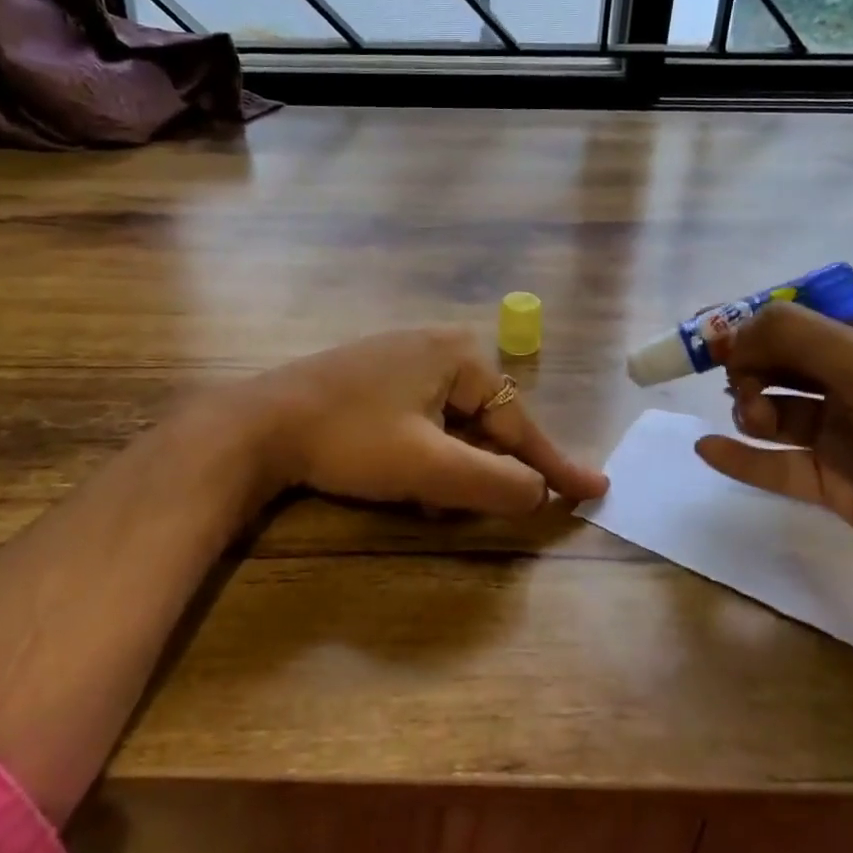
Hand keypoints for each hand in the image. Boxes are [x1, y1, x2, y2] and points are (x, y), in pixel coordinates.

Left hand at [238, 328, 608, 514]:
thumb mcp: (428, 467)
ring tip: (423, 499)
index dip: (552, 464)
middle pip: (485, 423)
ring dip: (448, 469)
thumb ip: (494, 482)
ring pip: (451, 427)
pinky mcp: (375, 377)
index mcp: (459, 354)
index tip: (594, 490)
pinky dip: (423, 455)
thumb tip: (540, 493)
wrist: (258, 425)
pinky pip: (421, 420)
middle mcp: (437, 346)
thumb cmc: (350, 438)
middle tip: (460, 507)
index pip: (518, 420)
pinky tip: (399, 477)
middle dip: (479, 470)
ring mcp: (403, 358)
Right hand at [694, 302, 852, 644]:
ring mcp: (848, 434)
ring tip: (754, 421)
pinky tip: (707, 448)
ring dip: (751, 408)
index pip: (805, 316)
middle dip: (751, 366)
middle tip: (738, 381)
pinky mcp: (838, 484)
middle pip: (782, 361)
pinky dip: (741, 457)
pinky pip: (777, 465)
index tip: (721, 336)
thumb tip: (731, 329)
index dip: (759, 323)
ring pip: (776, 411)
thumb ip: (798, 337)